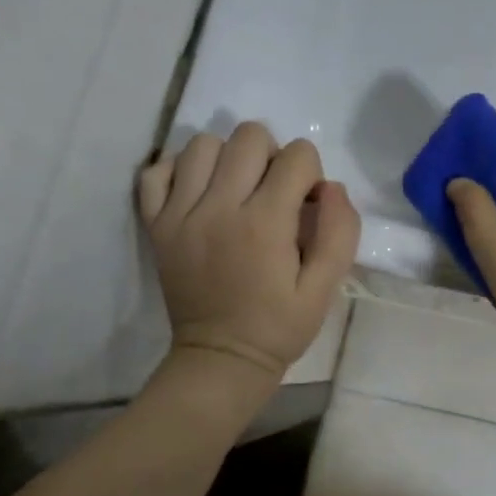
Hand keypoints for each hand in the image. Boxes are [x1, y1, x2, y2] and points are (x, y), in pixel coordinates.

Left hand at [138, 123, 360, 386]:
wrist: (221, 358)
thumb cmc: (280, 325)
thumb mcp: (326, 287)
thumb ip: (339, 232)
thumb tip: (331, 187)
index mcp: (266, 223)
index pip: (298, 155)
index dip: (311, 174)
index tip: (307, 205)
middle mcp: (219, 207)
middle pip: (249, 136)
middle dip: (273, 155)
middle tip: (274, 192)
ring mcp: (180, 214)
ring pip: (202, 144)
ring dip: (228, 158)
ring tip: (236, 189)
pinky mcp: (156, 225)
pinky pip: (157, 171)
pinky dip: (180, 171)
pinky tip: (199, 192)